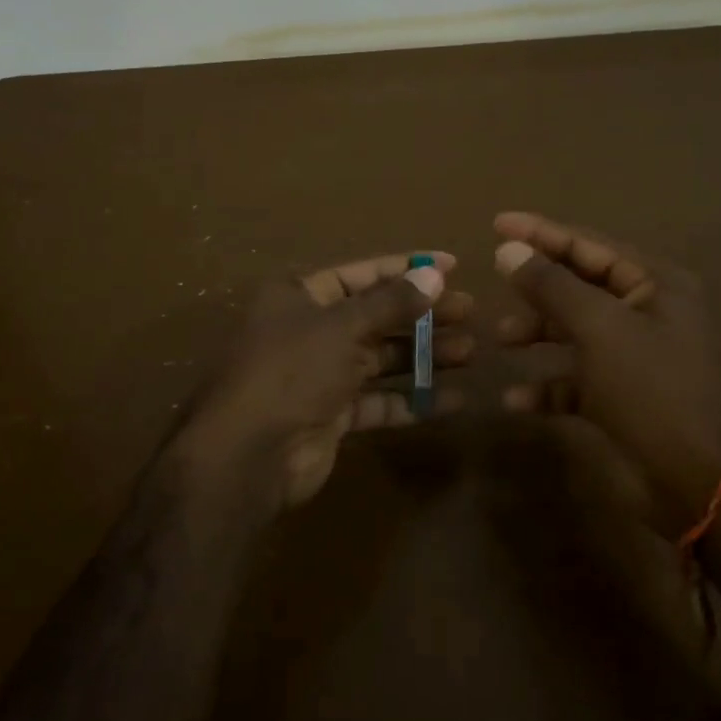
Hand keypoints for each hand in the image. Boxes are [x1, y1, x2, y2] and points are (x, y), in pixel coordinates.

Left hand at [177, 250, 473, 509]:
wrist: (250, 454)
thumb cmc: (292, 370)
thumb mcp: (342, 326)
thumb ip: (391, 302)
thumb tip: (435, 275)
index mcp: (300, 296)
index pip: (362, 273)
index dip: (407, 268)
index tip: (452, 266)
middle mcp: (310, 330)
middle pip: (376, 316)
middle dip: (422, 314)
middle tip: (470, 311)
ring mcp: (322, 374)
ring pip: (381, 358)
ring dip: (424, 355)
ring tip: (470, 351)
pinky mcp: (334, 414)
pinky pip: (380, 400)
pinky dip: (413, 399)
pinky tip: (453, 399)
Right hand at [493, 211, 720, 520]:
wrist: (701, 480)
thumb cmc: (654, 390)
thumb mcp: (600, 329)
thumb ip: (552, 285)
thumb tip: (509, 249)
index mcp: (654, 285)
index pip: (589, 245)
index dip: (541, 232)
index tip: (497, 223)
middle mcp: (646, 313)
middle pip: (579, 286)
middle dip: (536, 287)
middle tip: (494, 281)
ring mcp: (634, 357)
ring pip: (574, 332)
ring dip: (537, 334)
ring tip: (500, 341)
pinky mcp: (621, 397)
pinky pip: (575, 380)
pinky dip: (547, 386)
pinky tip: (516, 400)